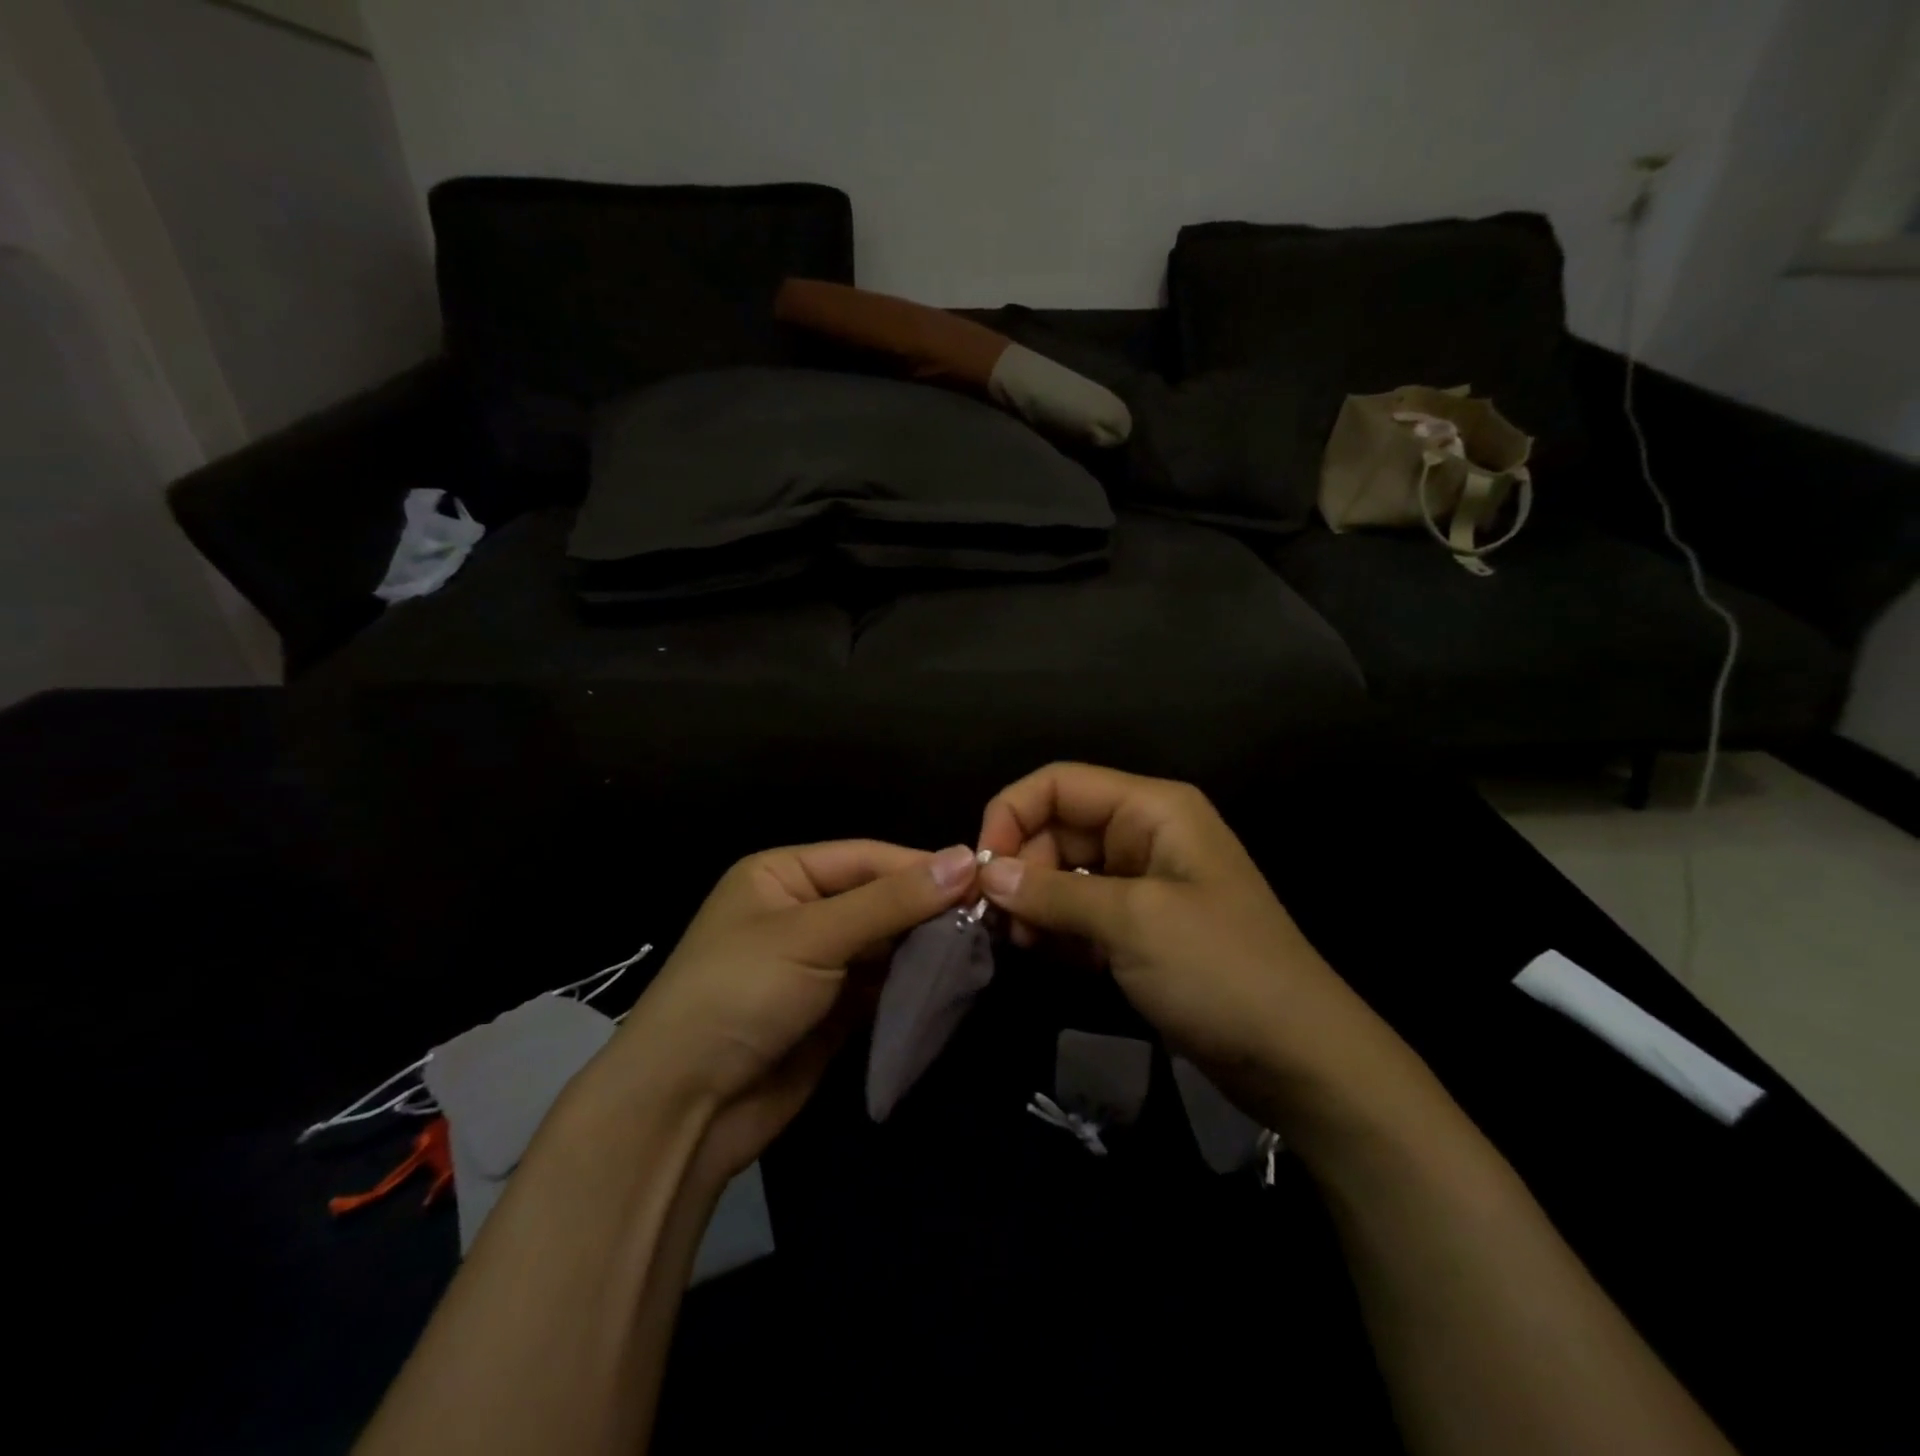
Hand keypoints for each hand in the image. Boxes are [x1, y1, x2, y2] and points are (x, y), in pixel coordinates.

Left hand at [610, 840, 979, 1187]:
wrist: (685, 1108)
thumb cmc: (740, 993)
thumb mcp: (814, 935)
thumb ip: (891, 900)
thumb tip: (965, 858)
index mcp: (784, 874)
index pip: (867, 858)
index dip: (922, 866)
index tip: (983, 876)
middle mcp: (803, 911)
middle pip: (880, 899)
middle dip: (928, 908)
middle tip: (991, 916)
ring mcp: (819, 963)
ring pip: (886, 943)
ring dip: (926, 947)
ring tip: (982, 946)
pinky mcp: (833, 1010)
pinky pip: (883, 984)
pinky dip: (913, 983)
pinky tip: (952, 980)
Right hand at [976, 763, 1377, 1090]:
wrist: (1298, 1059)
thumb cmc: (1220, 970)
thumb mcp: (1132, 922)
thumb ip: (1053, 892)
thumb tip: (985, 874)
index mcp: (1152, 808)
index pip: (1059, 784)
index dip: (1011, 814)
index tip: (981, 870)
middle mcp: (1144, 834)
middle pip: (1057, 827)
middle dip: (1021, 867)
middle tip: (996, 920)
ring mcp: (1142, 882)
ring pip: (1063, 871)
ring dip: (1033, 902)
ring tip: (1021, 945)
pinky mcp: (1139, 927)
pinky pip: (1080, 911)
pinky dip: (1056, 928)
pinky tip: (1044, 957)